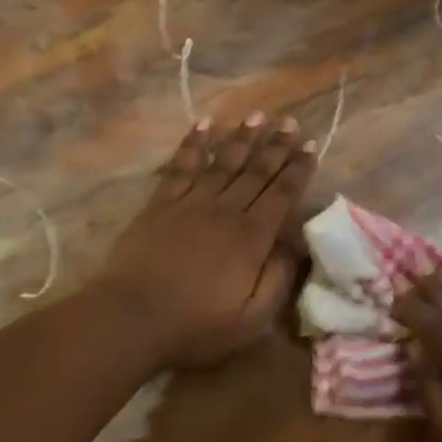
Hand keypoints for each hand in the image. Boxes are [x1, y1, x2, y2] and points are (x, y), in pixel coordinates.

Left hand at [94, 114, 316, 369]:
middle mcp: (226, 210)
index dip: (298, 169)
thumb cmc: (195, 326)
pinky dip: (194, 143)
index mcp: (251, 238)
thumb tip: (295, 246)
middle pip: (256, 171)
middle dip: (276, 145)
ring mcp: (191, 203)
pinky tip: (204, 124)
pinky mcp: (161, 203)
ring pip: (223, 162)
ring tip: (257, 116)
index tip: (310, 145)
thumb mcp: (251, 320)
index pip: (282, 195)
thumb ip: (278, 280)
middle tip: (290, 122)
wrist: (130, 319)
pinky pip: (182, 166)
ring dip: (241, 137)